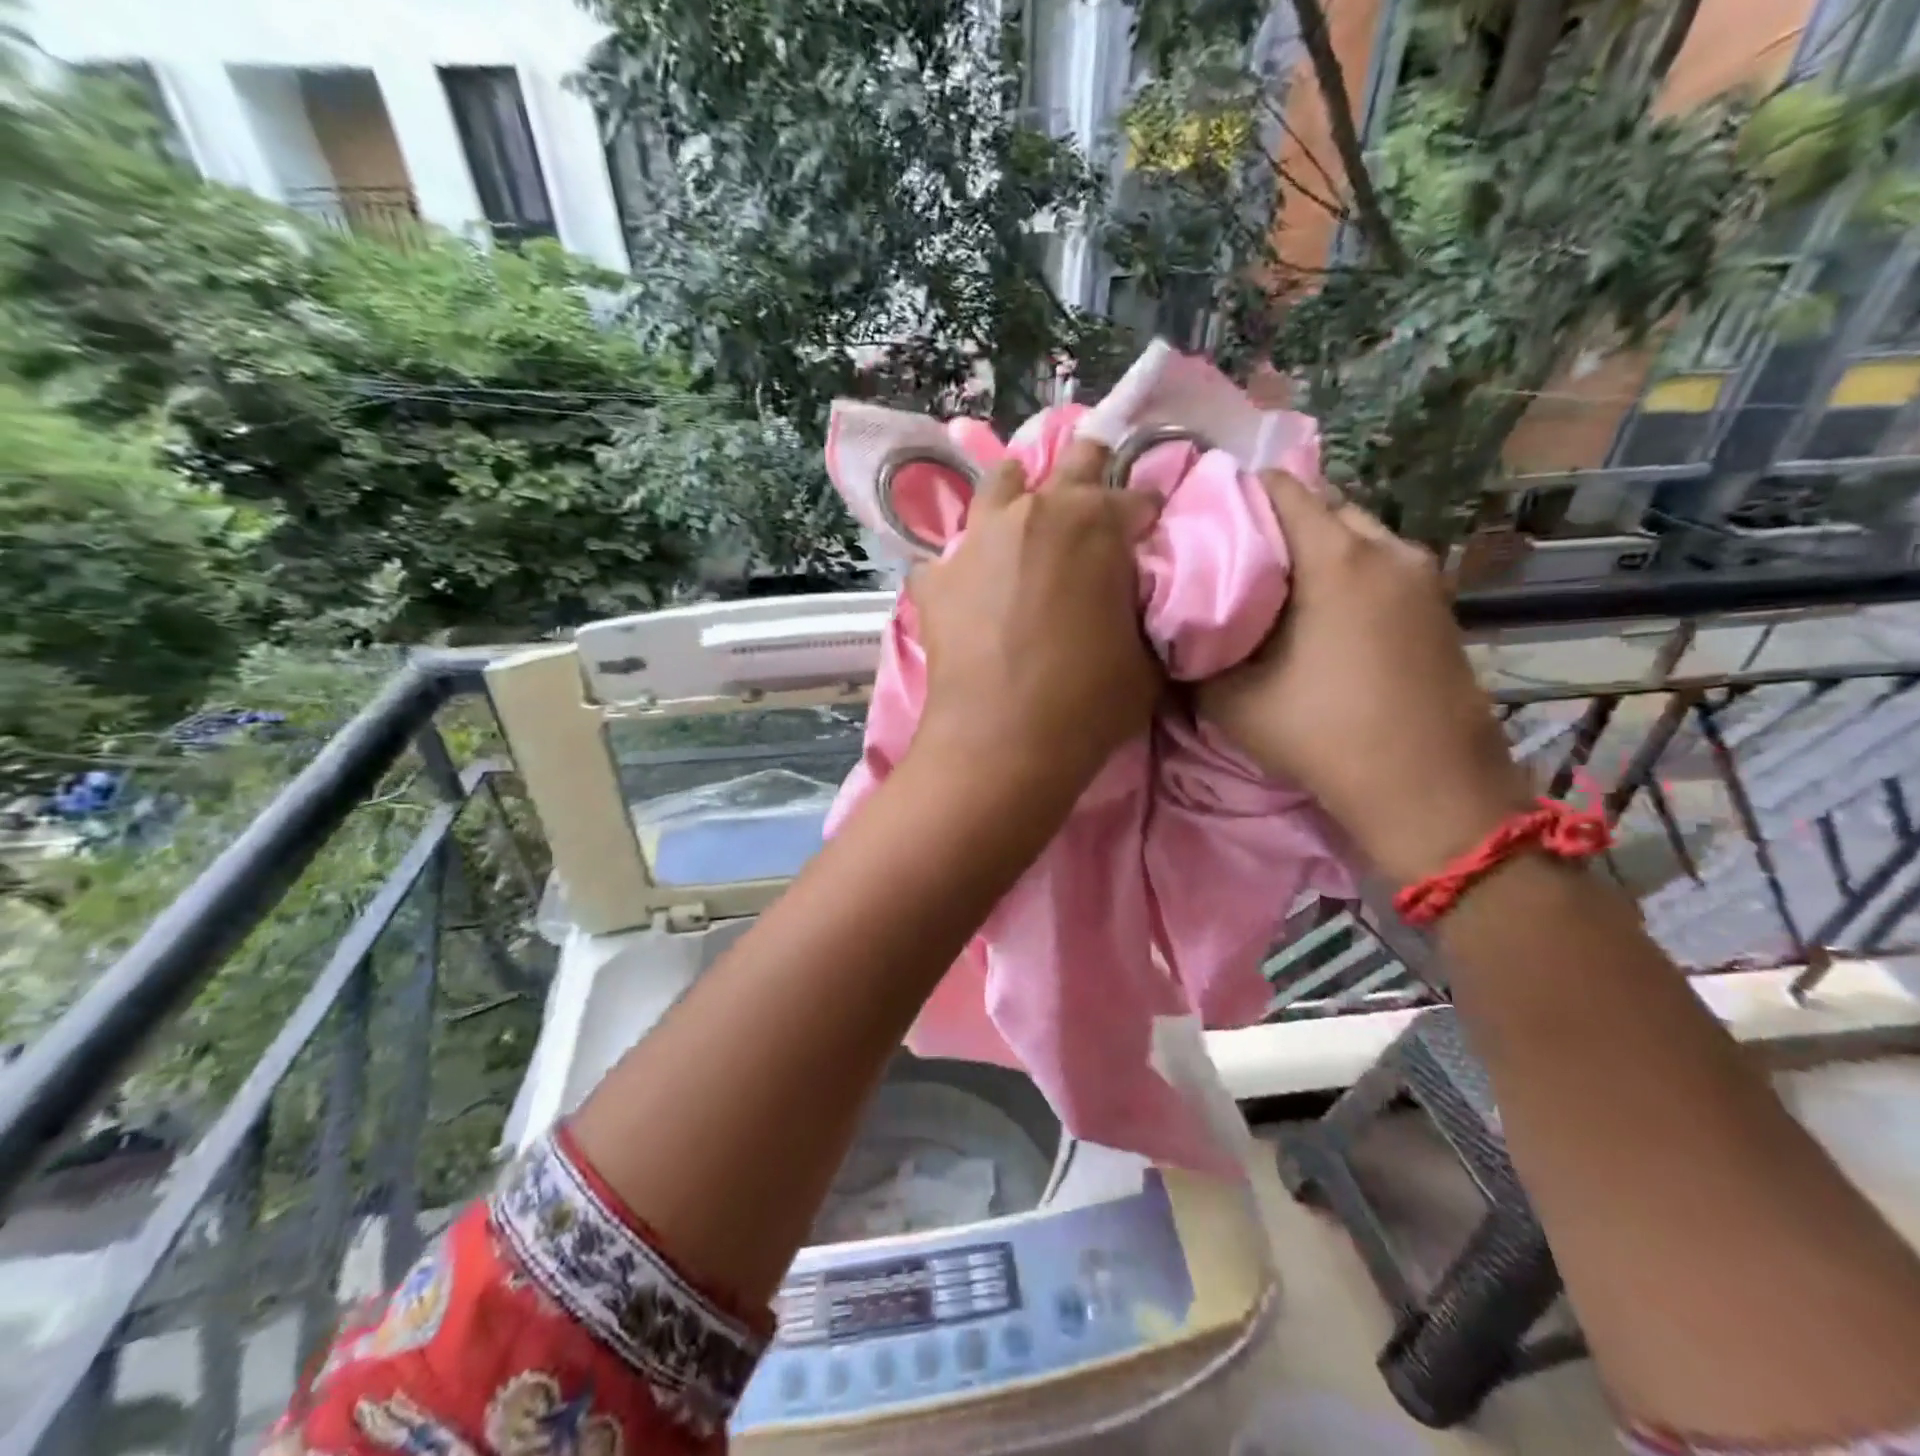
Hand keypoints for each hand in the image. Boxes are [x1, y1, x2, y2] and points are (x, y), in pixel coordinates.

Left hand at [909, 440, 1162, 794]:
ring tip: (1024, 524)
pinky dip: (963, 568)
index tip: (1147, 535)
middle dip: (1088, 473)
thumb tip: (1130, 601)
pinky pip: (948, 558)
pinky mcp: (935, 579)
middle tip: (1093, 501)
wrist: (1002, 742)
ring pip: (998, 487)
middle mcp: (1034, 513)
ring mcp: (976, 540)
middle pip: (1069, 464)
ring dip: (1018, 497)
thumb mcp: (1146, 658)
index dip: (1146, 518)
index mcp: (1097, 522)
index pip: (1137, 498)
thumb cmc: (1088, 703)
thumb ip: (1141, 612)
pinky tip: (968, 591)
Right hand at [1198, 472, 1531, 884]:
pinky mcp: (1439, 605)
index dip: (1234, 495)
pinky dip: (1345, 571)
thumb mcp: (1232, 701)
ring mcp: (1423, 576)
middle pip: (1322, 504)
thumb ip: (1195, 655)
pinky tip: (1319, 615)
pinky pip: (1381, 564)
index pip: (1281, 486)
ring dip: (1313, 548)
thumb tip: (1175, 631)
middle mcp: (1388, 549)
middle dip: (1274, 521)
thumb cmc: (1325, 735)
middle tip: (1232, 559)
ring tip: (1273, 587)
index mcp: (1337, 557)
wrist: (1430, 790)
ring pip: (1356, 533)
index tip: (1202, 524)